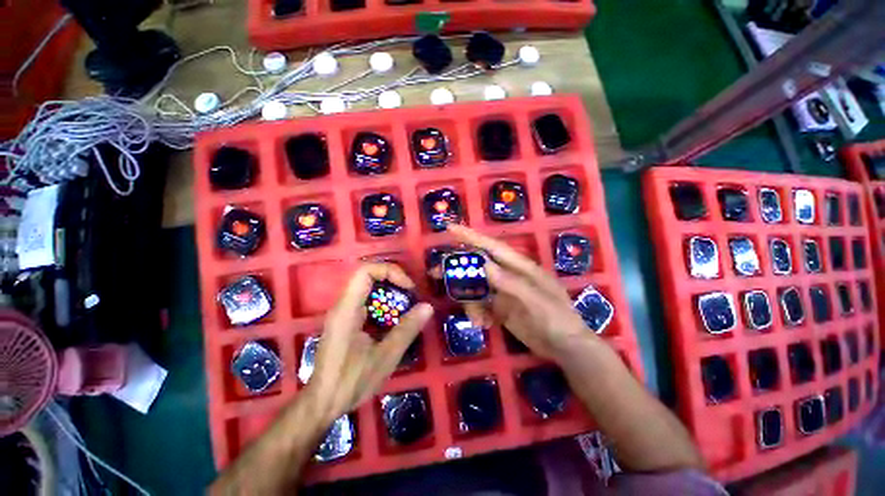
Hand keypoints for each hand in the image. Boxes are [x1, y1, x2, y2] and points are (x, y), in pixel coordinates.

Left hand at [305, 263, 433, 423]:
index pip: (365, 271)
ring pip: (368, 289)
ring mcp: (343, 313)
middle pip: (368, 277)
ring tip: (407, 307)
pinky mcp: (346, 322)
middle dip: (393, 281)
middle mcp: (342, 306)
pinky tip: (395, 320)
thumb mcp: (385, 357)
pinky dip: (384, 304)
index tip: (408, 288)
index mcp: (347, 310)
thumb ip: (407, 330)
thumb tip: (427, 307)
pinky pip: (367, 302)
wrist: (322, 404)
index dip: (390, 272)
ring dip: (390, 293)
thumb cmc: (350, 382)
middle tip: (411, 296)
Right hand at [447, 224, 592, 359]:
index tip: (450, 229)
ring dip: (470, 301)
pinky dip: (477, 313)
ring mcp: (503, 291)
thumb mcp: (536, 301)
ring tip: (477, 319)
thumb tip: (484, 264)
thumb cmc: (557, 319)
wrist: (566, 348)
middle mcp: (508, 275)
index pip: (492, 247)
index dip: (471, 237)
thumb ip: (510, 283)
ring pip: (475, 287)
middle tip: (436, 274)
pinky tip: (484, 325)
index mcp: (520, 267)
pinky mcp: (500, 307)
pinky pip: (480, 304)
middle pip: (477, 266)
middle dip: (458, 270)